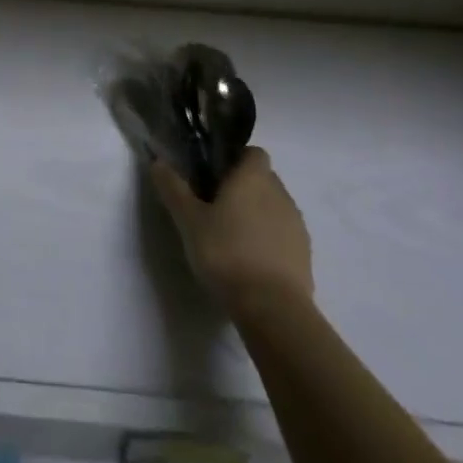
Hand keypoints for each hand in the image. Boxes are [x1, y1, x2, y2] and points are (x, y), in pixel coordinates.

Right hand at [150, 147, 313, 313]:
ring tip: (231, 238)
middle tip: (214, 207)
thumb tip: (157, 162)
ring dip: (257, 215)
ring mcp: (297, 226)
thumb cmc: (226, 253)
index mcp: (254, 177)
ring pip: (274, 208)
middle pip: (263, 179)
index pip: (253, 152)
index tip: (213, 176)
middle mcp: (280, 193)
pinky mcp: (305, 257)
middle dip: (243, 188)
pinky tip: (249, 262)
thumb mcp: (188, 220)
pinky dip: (269, 241)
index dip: (235, 159)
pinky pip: (283, 236)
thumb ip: (173, 188)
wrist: (273, 310)